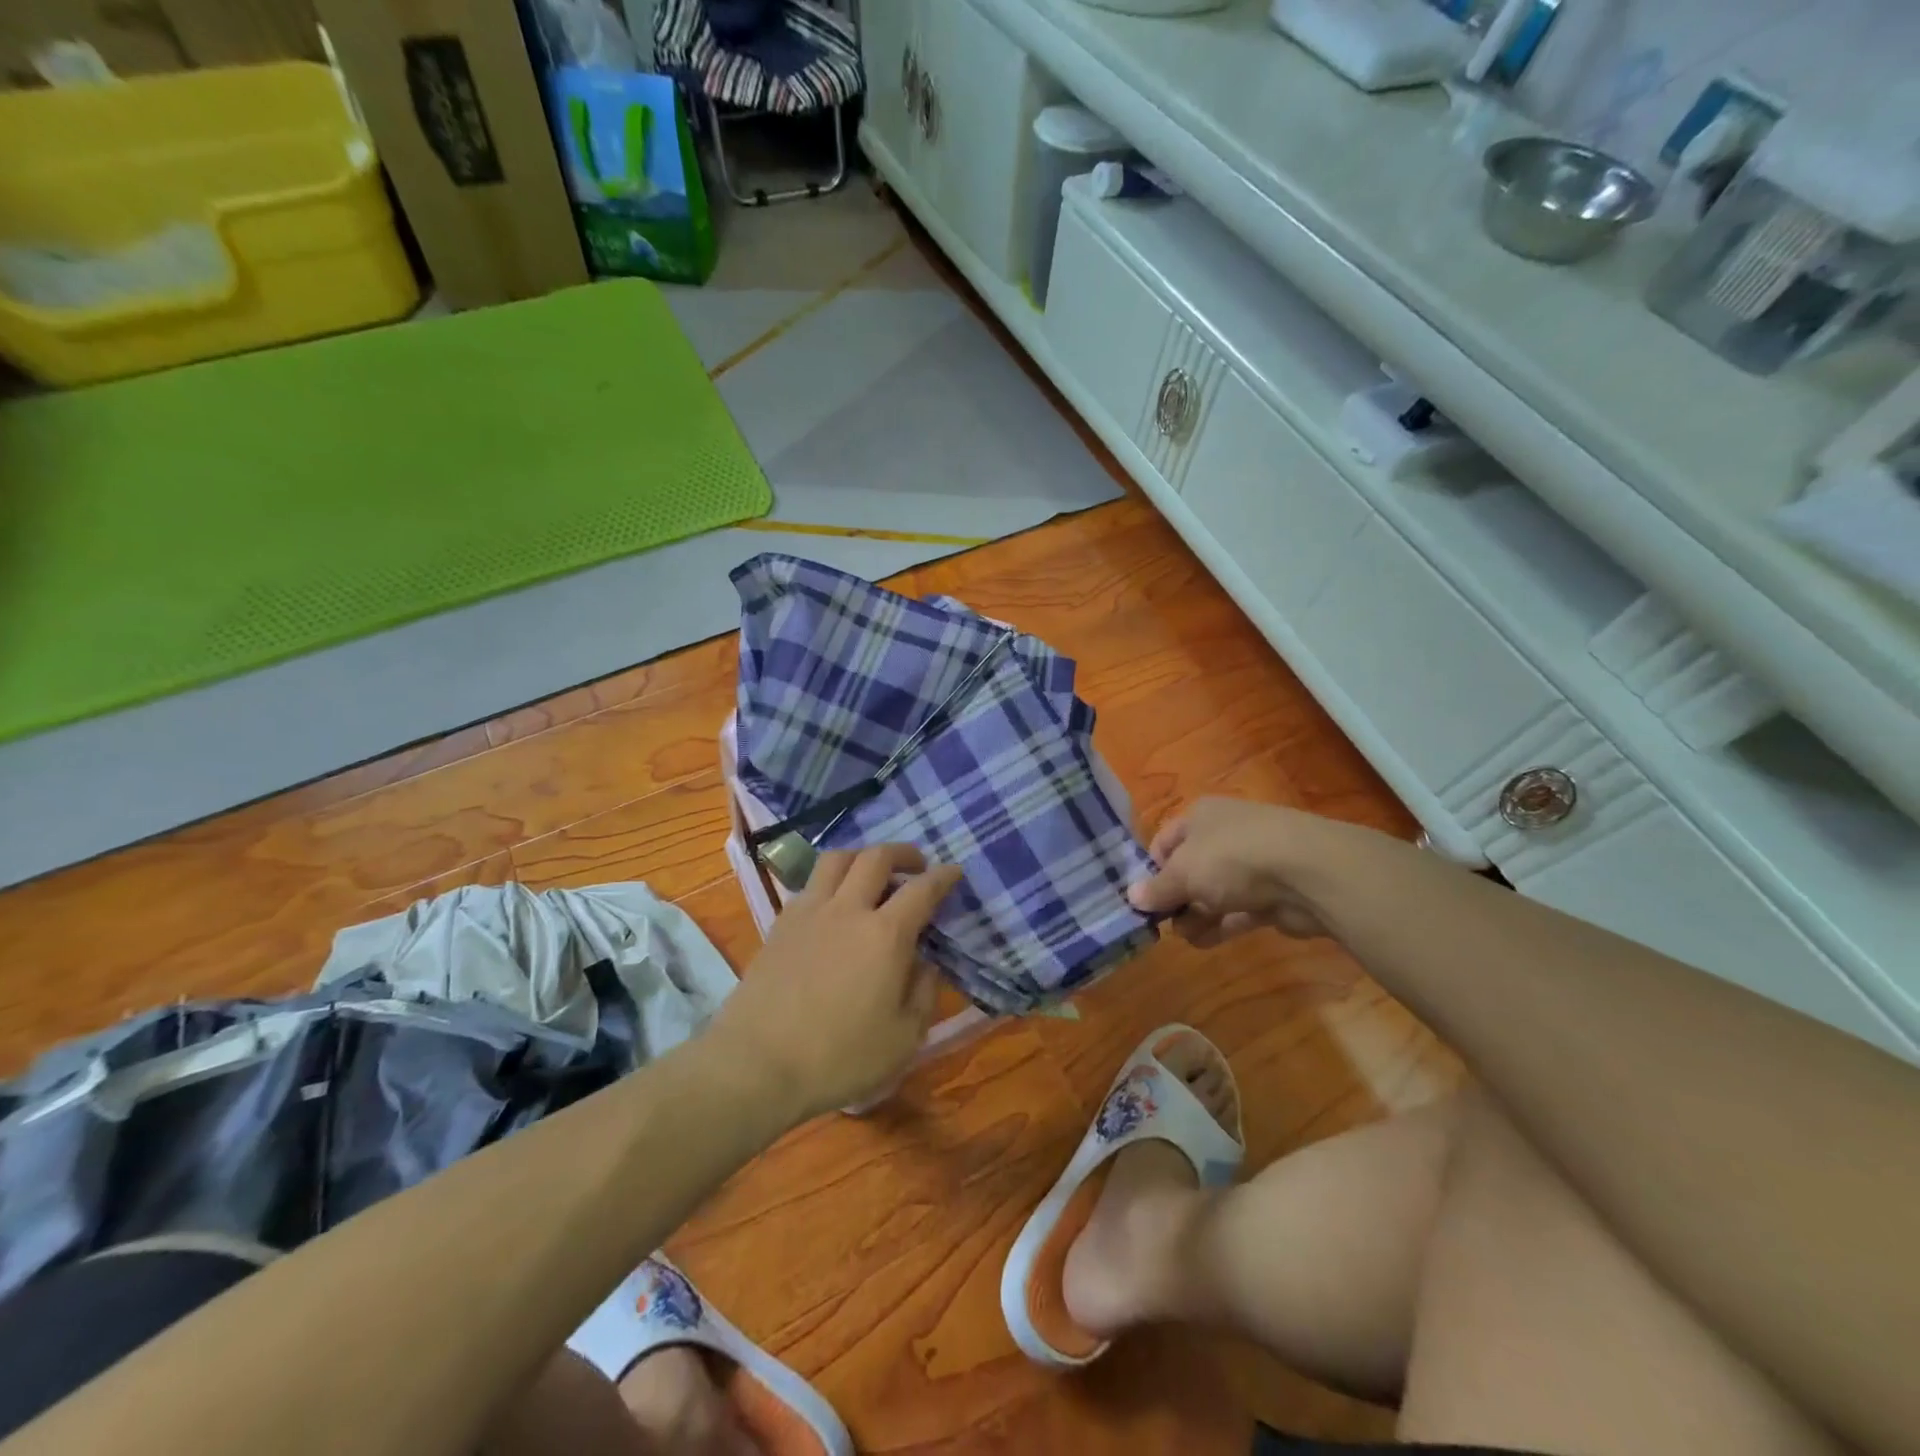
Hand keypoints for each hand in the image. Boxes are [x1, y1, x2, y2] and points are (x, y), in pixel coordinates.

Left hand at [710, 844, 962, 1120]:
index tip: (953, 872)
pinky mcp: (780, 923)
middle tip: (916, 866)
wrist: (757, 1063)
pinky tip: (835, 904)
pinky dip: (831, 880)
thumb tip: (925, 963)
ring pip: (838, 859)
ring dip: (862, 857)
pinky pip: (811, 883)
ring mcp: (809, 912)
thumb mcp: (903, 1038)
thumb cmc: (838, 1057)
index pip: (922, 889)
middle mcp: (848, 909)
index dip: (943, 876)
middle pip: (876, 857)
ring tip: (872, 873)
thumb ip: (923, 993)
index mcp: (885, 934)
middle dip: (903, 853)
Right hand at [1127, 798, 1344, 945]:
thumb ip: (1157, 888)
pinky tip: (1203, 943)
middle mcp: (1225, 835)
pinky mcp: (1272, 895)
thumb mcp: (1183, 872)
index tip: (1143, 898)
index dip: (1150, 869)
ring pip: (1213, 892)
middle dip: (1175, 897)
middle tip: (1162, 923)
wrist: (1308, 873)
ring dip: (1196, 915)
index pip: (1164, 841)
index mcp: (1200, 817)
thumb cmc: (1233, 858)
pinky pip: (1237, 911)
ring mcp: (1252, 865)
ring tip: (1185, 936)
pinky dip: (1220, 925)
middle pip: (1189, 869)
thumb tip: (1132, 898)